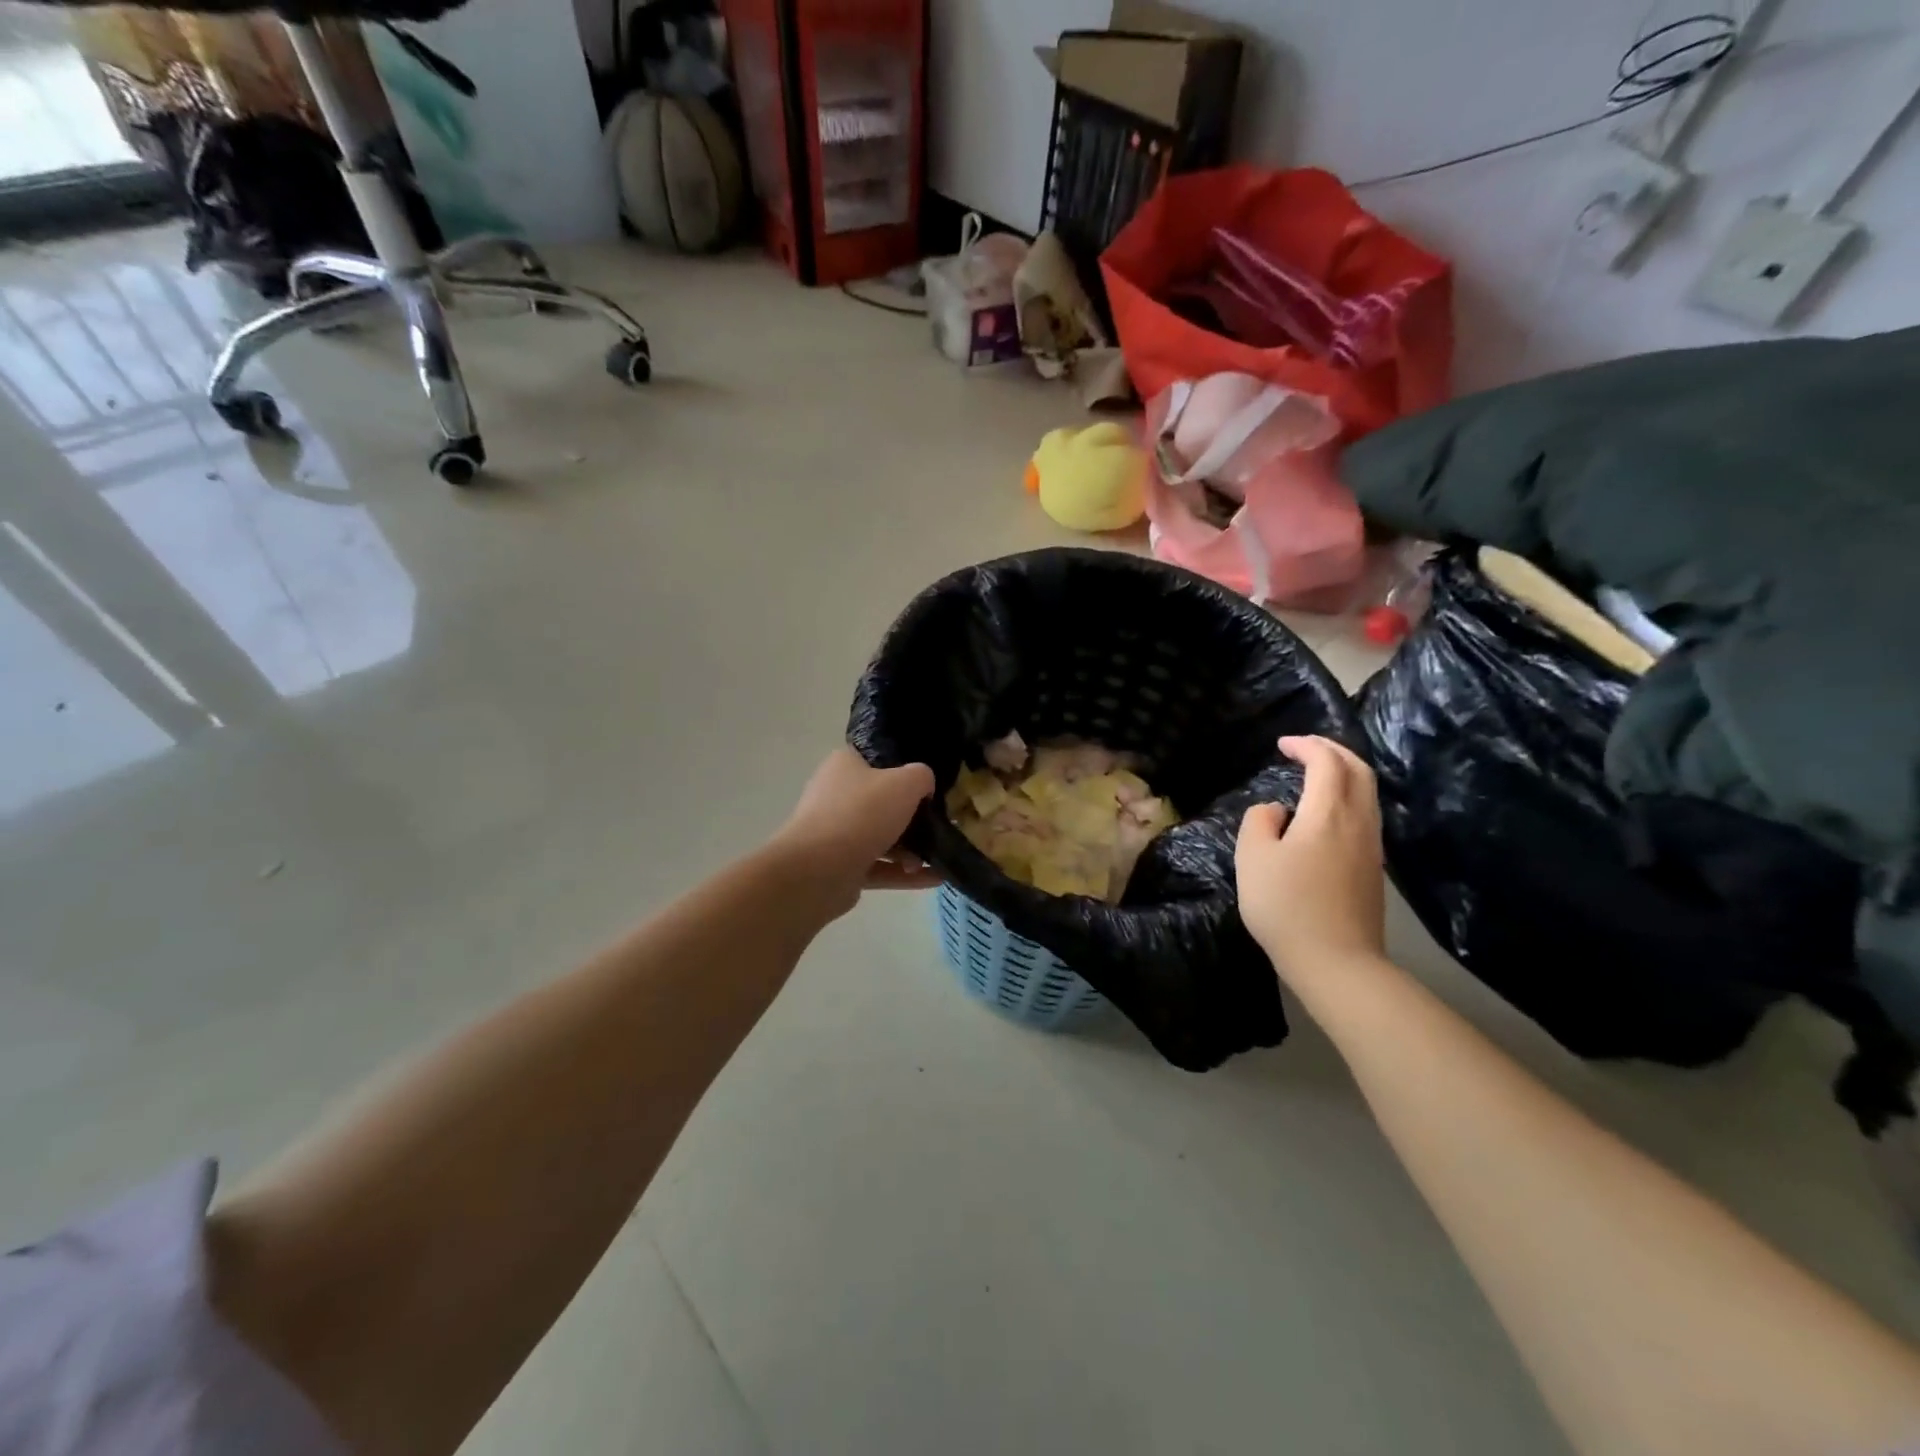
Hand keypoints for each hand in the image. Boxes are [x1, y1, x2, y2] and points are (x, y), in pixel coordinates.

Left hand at [776, 747, 938, 917]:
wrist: (818, 870)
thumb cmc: (862, 813)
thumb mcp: (905, 783)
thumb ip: (922, 777)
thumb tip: (923, 788)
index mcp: (844, 766)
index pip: (877, 761)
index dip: (904, 771)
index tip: (928, 787)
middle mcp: (836, 796)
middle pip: (882, 802)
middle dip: (912, 818)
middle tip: (937, 826)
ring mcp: (836, 834)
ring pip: (881, 838)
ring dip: (911, 850)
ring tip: (937, 859)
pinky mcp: (840, 867)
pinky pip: (879, 867)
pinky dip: (905, 873)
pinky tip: (935, 879)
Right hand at [1235, 735, 1386, 989]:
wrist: (1336, 962)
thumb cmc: (1286, 906)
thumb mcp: (1252, 858)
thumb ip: (1259, 821)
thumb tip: (1277, 812)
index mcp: (1328, 813)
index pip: (1327, 762)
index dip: (1307, 745)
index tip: (1282, 744)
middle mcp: (1358, 822)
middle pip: (1358, 770)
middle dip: (1333, 751)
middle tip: (1305, 747)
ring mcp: (1371, 847)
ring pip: (1367, 794)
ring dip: (1344, 774)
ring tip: (1317, 774)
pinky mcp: (1373, 869)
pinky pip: (1365, 815)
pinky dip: (1347, 797)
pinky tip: (1326, 813)